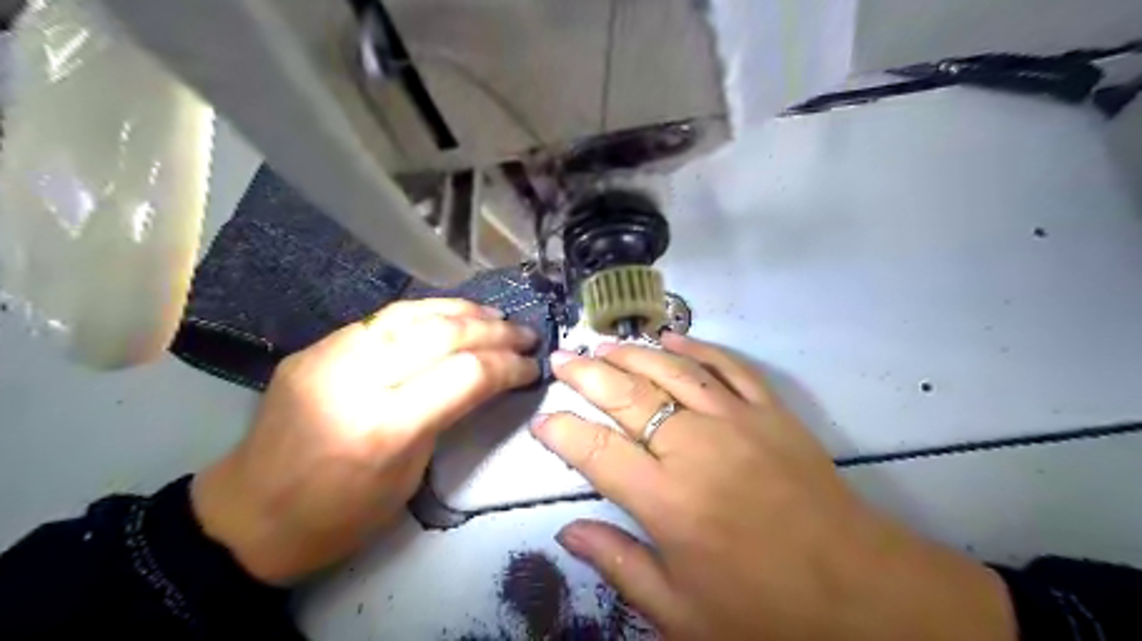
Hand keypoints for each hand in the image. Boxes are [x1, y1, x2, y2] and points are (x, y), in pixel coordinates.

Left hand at [194, 298, 540, 582]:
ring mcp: (329, 355)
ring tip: (496, 317)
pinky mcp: (315, 347)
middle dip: (495, 332)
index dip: (508, 365)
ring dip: (463, 311)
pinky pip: (382, 318)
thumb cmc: (339, 516)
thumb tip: (484, 378)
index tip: (533, 367)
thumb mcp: (409, 475)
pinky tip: (449, 316)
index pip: (466, 374)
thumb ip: (445, 416)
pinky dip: (425, 312)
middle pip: (442, 334)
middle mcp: (357, 379)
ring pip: (412, 313)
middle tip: (526, 335)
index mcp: (385, 426)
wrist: (246, 518)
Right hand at [532, 335, 1011, 640]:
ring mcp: (736, 420)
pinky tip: (672, 336)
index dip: (561, 430)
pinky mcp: (770, 411)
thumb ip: (618, 564)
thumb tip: (566, 533)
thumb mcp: (680, 612)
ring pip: (671, 368)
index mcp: (666, 499)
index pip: (594, 449)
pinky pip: (727, 365)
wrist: (861, 593)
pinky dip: (697, 346)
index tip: (542, 420)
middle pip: (626, 394)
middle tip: (561, 359)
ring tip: (603, 344)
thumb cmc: (764, 611)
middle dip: (586, 374)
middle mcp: (694, 447)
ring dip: (632, 352)